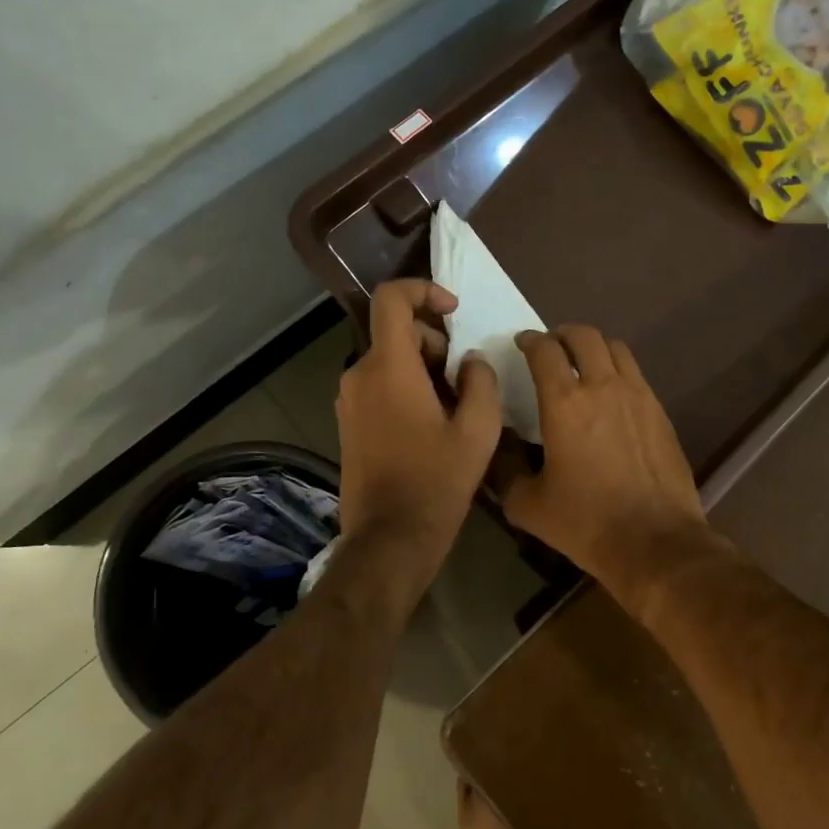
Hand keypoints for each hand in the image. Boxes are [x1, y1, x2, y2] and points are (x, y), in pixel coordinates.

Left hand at [336, 280, 501, 583]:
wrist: (390, 538)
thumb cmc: (436, 481)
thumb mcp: (478, 430)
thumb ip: (481, 381)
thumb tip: (470, 360)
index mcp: (389, 367)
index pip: (391, 298)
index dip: (423, 290)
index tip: (454, 311)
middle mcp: (359, 374)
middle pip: (396, 331)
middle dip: (435, 342)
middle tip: (464, 380)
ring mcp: (349, 399)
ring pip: (389, 359)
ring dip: (424, 368)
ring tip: (453, 408)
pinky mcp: (348, 421)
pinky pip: (379, 384)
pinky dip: (406, 386)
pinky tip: (430, 424)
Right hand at [501, 326, 715, 618]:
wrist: (655, 541)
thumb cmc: (585, 522)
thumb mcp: (527, 504)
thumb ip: (505, 468)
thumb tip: (498, 444)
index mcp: (565, 402)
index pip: (544, 350)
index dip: (530, 340)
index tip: (521, 344)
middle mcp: (603, 386)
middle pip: (584, 336)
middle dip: (563, 334)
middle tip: (551, 349)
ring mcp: (638, 395)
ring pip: (615, 348)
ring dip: (594, 347)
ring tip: (582, 364)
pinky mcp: (660, 412)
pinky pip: (636, 374)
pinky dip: (617, 370)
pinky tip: (611, 396)